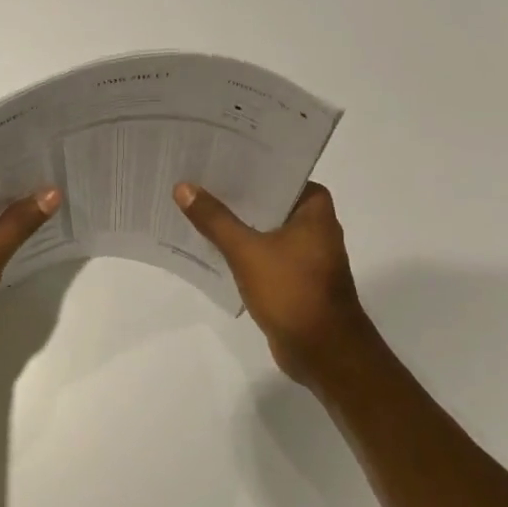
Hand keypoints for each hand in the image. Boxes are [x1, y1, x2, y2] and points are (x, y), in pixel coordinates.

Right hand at [175, 181, 378, 387]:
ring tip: (194, 207)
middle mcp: (314, 224)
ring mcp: (305, 253)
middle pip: (267, 199)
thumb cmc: (293, 291)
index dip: (244, 164)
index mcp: (313, 207)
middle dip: (233, 194)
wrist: (324, 351)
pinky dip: (241, 248)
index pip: (276, 172)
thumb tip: (183, 187)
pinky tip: (210, 244)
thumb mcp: (247, 251)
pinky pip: (262, 252)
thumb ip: (215, 219)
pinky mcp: (294, 277)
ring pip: (263, 227)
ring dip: (235, 222)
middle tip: (193, 178)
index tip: (211, 155)